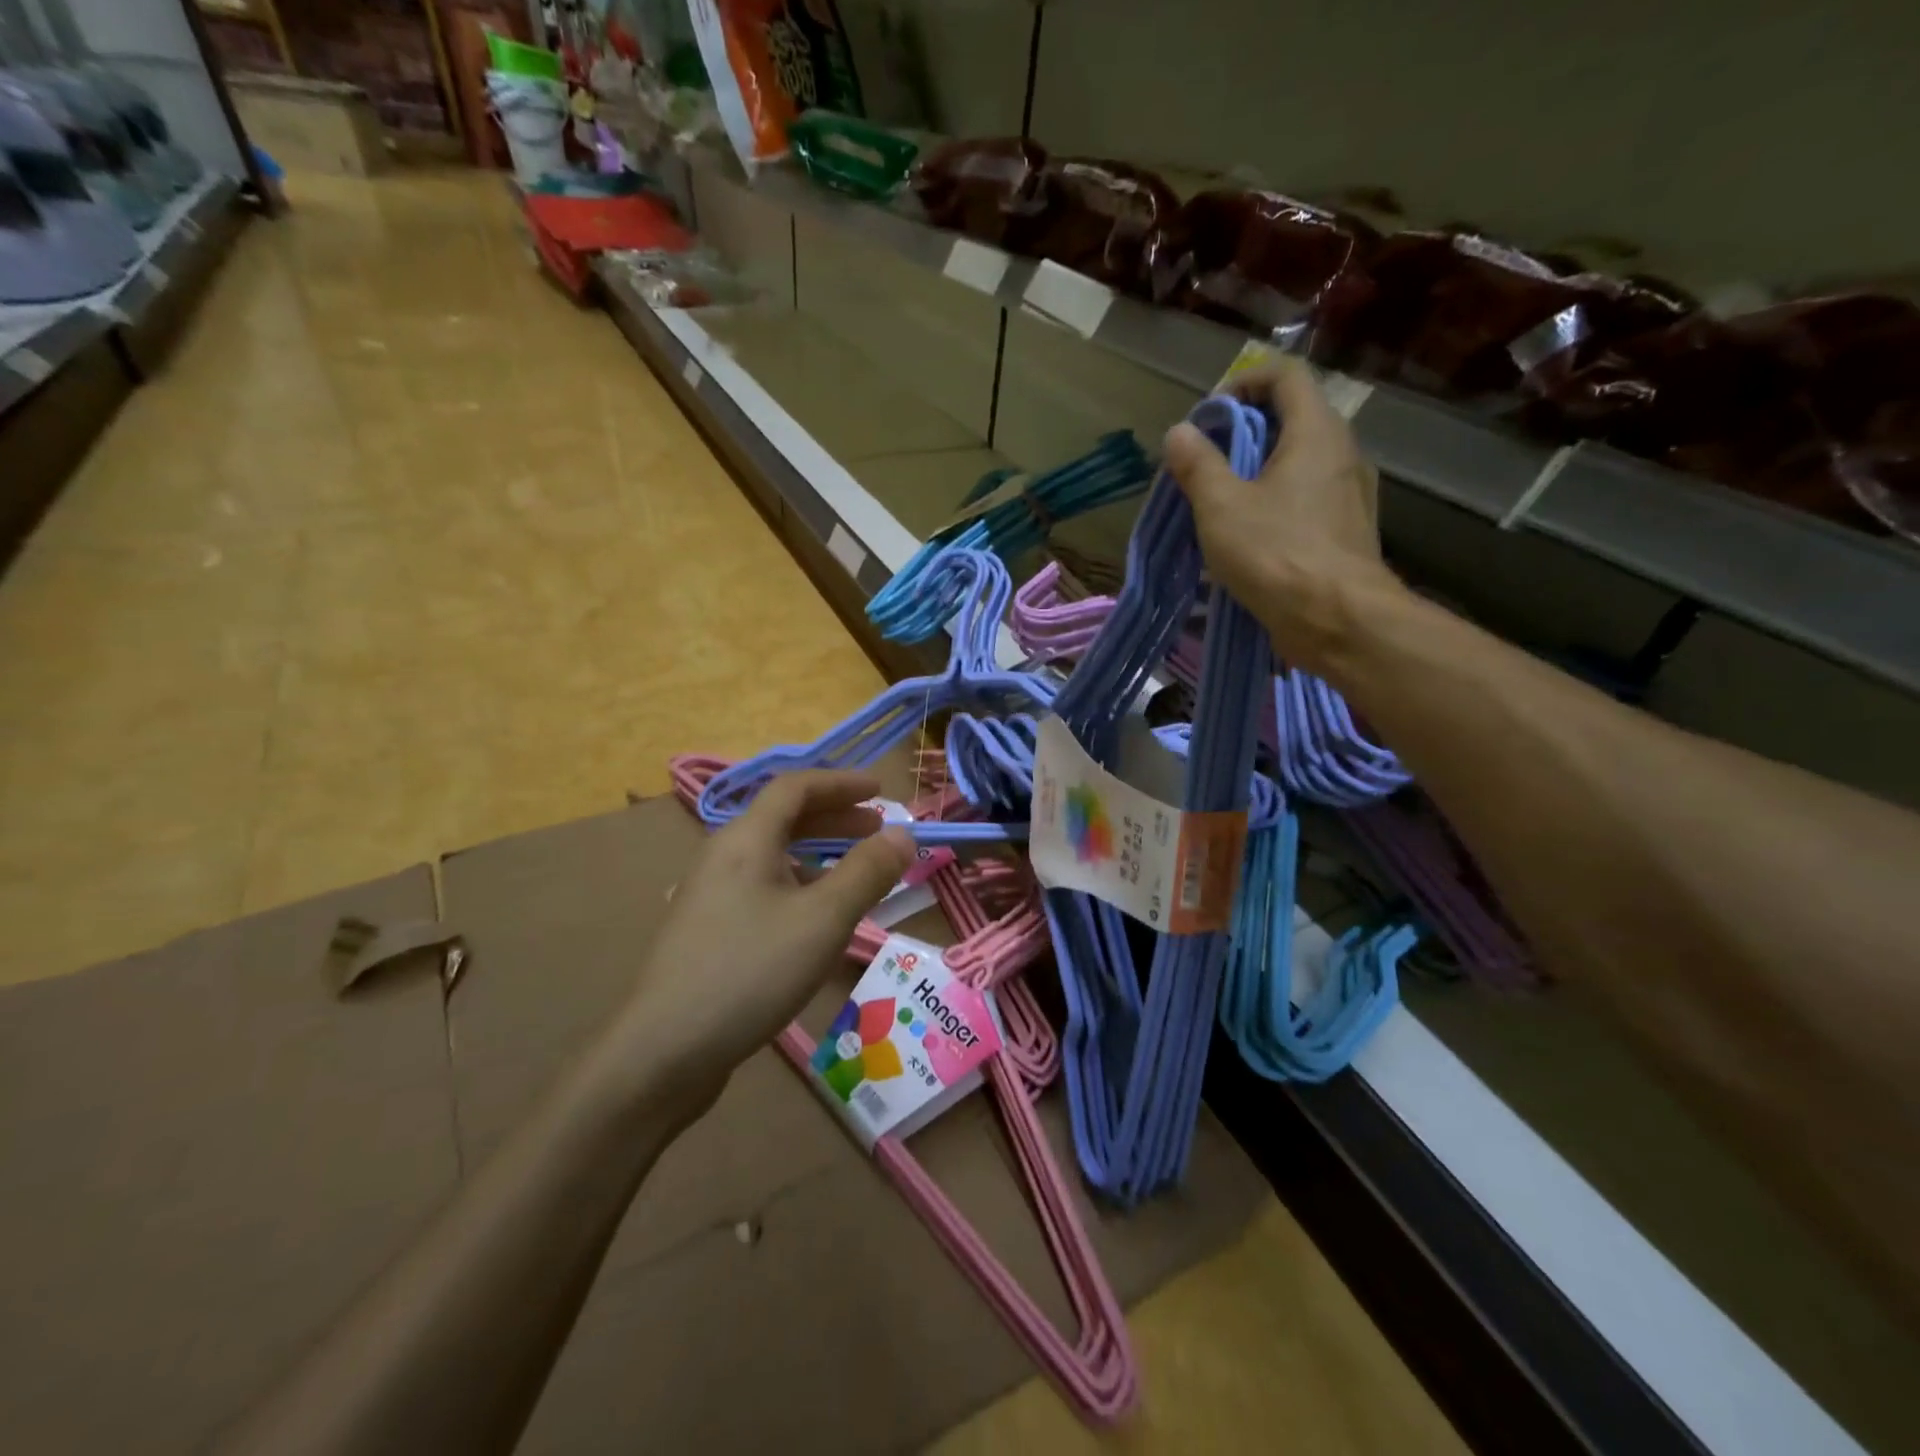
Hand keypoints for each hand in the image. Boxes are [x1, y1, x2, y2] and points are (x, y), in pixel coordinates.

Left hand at [602, 772, 914, 1112]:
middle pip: (783, 818)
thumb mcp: (823, 919)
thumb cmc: (750, 972)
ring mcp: (711, 894)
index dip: (841, 782)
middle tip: (878, 830)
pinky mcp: (709, 930)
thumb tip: (903, 834)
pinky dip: (799, 884)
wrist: (664, 1052)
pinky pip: (762, 886)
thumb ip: (867, 872)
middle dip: (835, 817)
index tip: (880, 791)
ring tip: (856, 872)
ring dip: (819, 852)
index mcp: (746, 839)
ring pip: (773, 855)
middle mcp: (723, 856)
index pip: (795, 787)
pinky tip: (816, 916)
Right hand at [1164, 357, 1406, 673]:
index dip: (1244, 381)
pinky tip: (1252, 534)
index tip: (1211, 415)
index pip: (1286, 375)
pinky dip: (1279, 499)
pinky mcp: (1349, 528)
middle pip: (1294, 416)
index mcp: (1316, 432)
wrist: (1338, 620)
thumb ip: (1198, 465)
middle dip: (1247, 430)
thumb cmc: (1276, 554)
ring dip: (1261, 468)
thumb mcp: (1221, 508)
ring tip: (1223, 500)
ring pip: (1302, 460)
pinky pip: (1310, 495)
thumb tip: (1179, 433)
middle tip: (1208, 460)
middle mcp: (1343, 451)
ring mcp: (1352, 492)